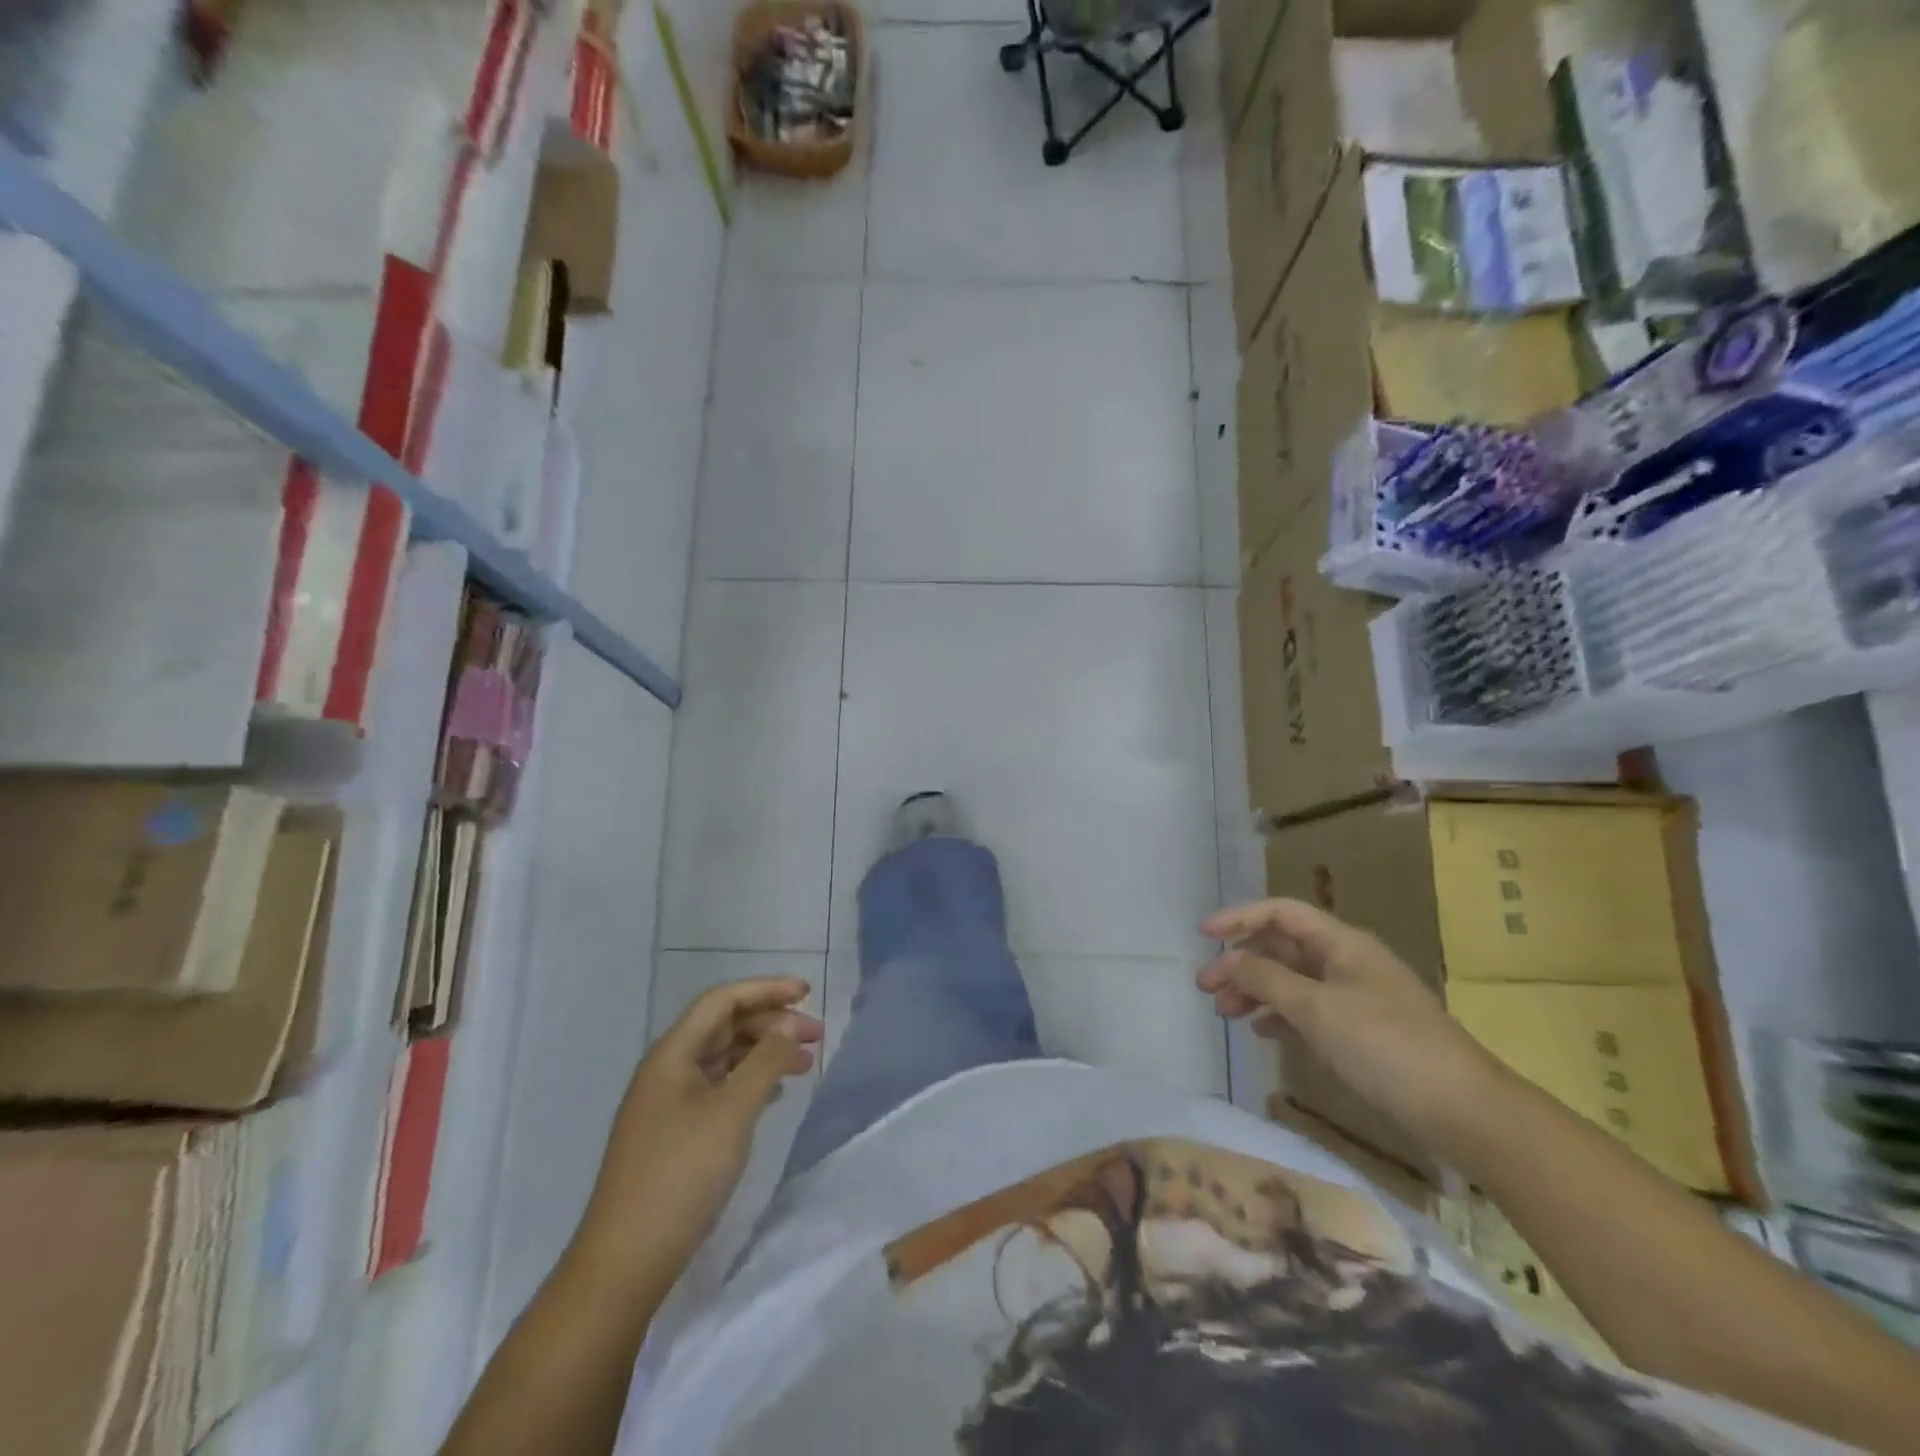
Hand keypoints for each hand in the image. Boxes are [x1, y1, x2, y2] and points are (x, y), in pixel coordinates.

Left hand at [572, 978, 823, 1291]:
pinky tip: (774, 1095)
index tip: (807, 993)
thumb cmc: (681, 1175)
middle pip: (723, 1027)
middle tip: (816, 1036)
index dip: (766, 990)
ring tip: (804, 1066)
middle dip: (771, 1024)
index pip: (722, 1001)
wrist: (624, 1263)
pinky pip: (717, 1088)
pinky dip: (749, 1082)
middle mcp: (667, 1070)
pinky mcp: (672, 1134)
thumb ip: (766, 1060)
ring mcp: (667, 1104)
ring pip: (722, 1058)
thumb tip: (791, 1023)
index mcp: (672, 1054)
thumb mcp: (732, 1112)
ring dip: (763, 1054)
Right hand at [1197, 898, 1500, 1145]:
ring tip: (1225, 1012)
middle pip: (1283, 947)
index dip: (1240, 918)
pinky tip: (1261, 1031)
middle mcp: (1347, 962)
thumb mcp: (1317, 1009)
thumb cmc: (1386, 1047)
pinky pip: (1308, 1011)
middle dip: (1241, 961)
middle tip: (1205, 987)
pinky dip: (1280, 1015)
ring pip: (1292, 981)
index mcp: (1342, 944)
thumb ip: (1266, 979)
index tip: (1203, 936)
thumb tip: (1229, 960)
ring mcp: (1355, 998)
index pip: (1281, 913)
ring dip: (1256, 990)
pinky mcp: (1361, 1033)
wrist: (1464, 1111)